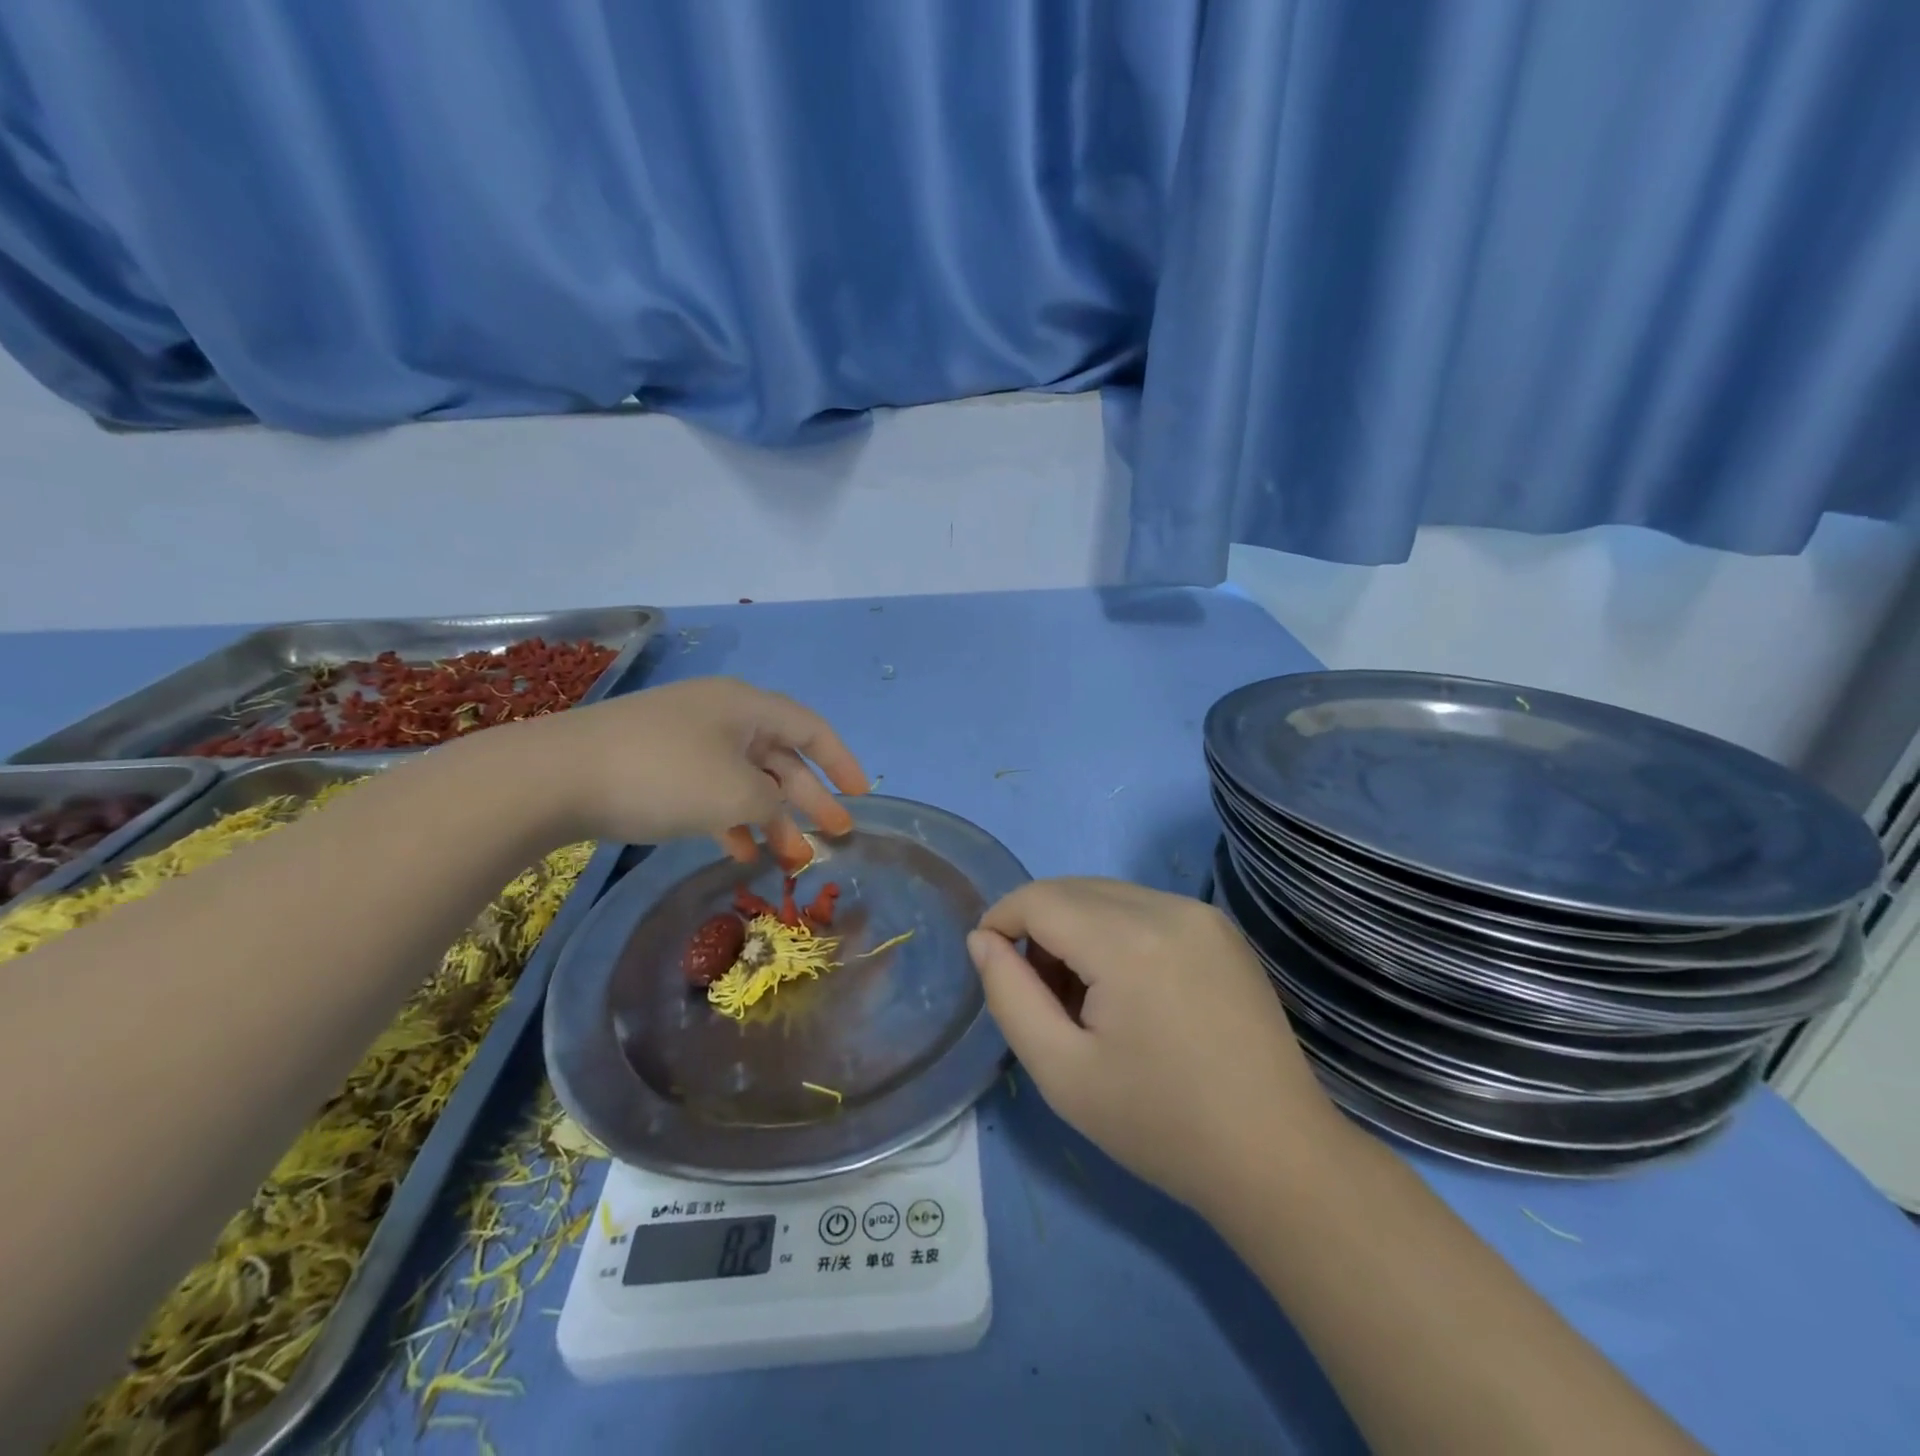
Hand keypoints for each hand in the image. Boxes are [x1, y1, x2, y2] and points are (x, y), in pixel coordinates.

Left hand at [491, 677, 866, 864]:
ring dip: (771, 816)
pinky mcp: (657, 766)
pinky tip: (740, 851)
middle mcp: (721, 716)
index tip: (861, 796)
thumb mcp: (735, 791)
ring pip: (745, 778)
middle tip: (835, 836)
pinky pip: (711, 791)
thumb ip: (773, 800)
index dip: (841, 761)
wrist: (554, 777)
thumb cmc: (662, 775)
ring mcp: (686, 741)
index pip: (810, 728)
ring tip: (791, 857)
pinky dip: (731, 819)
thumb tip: (775, 806)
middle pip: (780, 757)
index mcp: (746, 706)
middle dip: (809, 799)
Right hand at [968, 878, 1349, 1219]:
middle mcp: (1167, 907)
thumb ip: (1010, 996)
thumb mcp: (1062, 1072)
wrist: (1276, 1158)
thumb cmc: (1160, 1124)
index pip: (1040, 898)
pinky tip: (1127, 990)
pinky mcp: (1222, 929)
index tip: (989, 963)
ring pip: (1108, 895)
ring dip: (1076, 928)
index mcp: (1128, 941)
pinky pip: (1145, 908)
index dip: (1001, 920)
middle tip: (1039, 994)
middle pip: (1073, 889)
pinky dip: (1115, 932)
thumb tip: (982, 939)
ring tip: (1084, 999)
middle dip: (1038, 927)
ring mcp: (1202, 914)